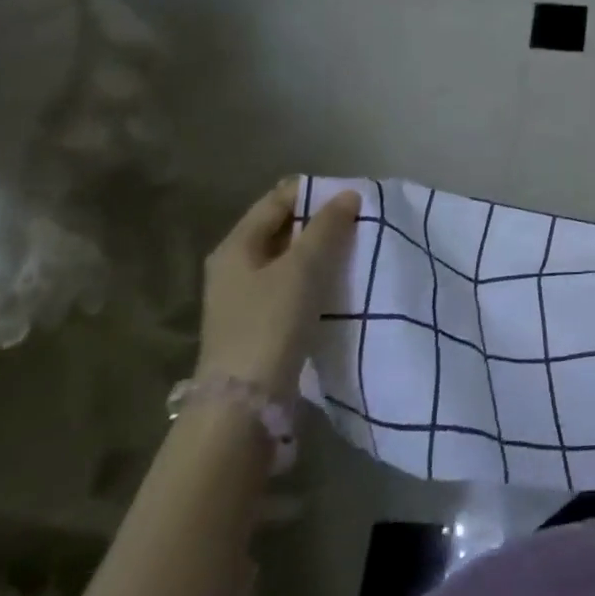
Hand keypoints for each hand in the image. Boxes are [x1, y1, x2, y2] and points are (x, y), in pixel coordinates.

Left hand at [197, 180, 359, 398]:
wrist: (245, 403)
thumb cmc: (271, 322)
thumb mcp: (303, 267)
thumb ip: (327, 226)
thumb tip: (347, 195)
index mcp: (236, 246)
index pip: (278, 199)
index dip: (314, 192)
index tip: (352, 195)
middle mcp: (234, 266)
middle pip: (282, 228)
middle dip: (320, 222)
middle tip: (360, 221)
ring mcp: (244, 298)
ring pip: (289, 258)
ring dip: (320, 251)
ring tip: (356, 250)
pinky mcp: (258, 323)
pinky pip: (291, 285)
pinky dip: (314, 278)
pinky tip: (338, 284)